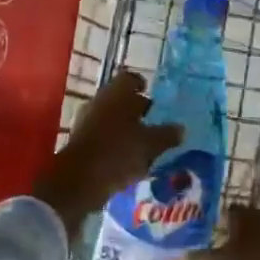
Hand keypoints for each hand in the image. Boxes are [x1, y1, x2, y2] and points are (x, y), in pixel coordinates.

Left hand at [32, 71, 182, 238]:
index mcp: (117, 93)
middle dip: (136, 109)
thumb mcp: (150, 144)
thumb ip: (167, 135)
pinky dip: (115, 143)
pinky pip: (102, 136)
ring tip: (144, 143)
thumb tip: (181, 128)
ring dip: (126, 127)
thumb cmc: (118, 152)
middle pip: (120, 99)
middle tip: (154, 121)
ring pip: (111, 118)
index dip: (142, 85)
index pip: (130, 78)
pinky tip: (128, 159)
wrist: (78, 181)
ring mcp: (87, 121)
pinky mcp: (80, 141)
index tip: (152, 96)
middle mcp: (100, 101)